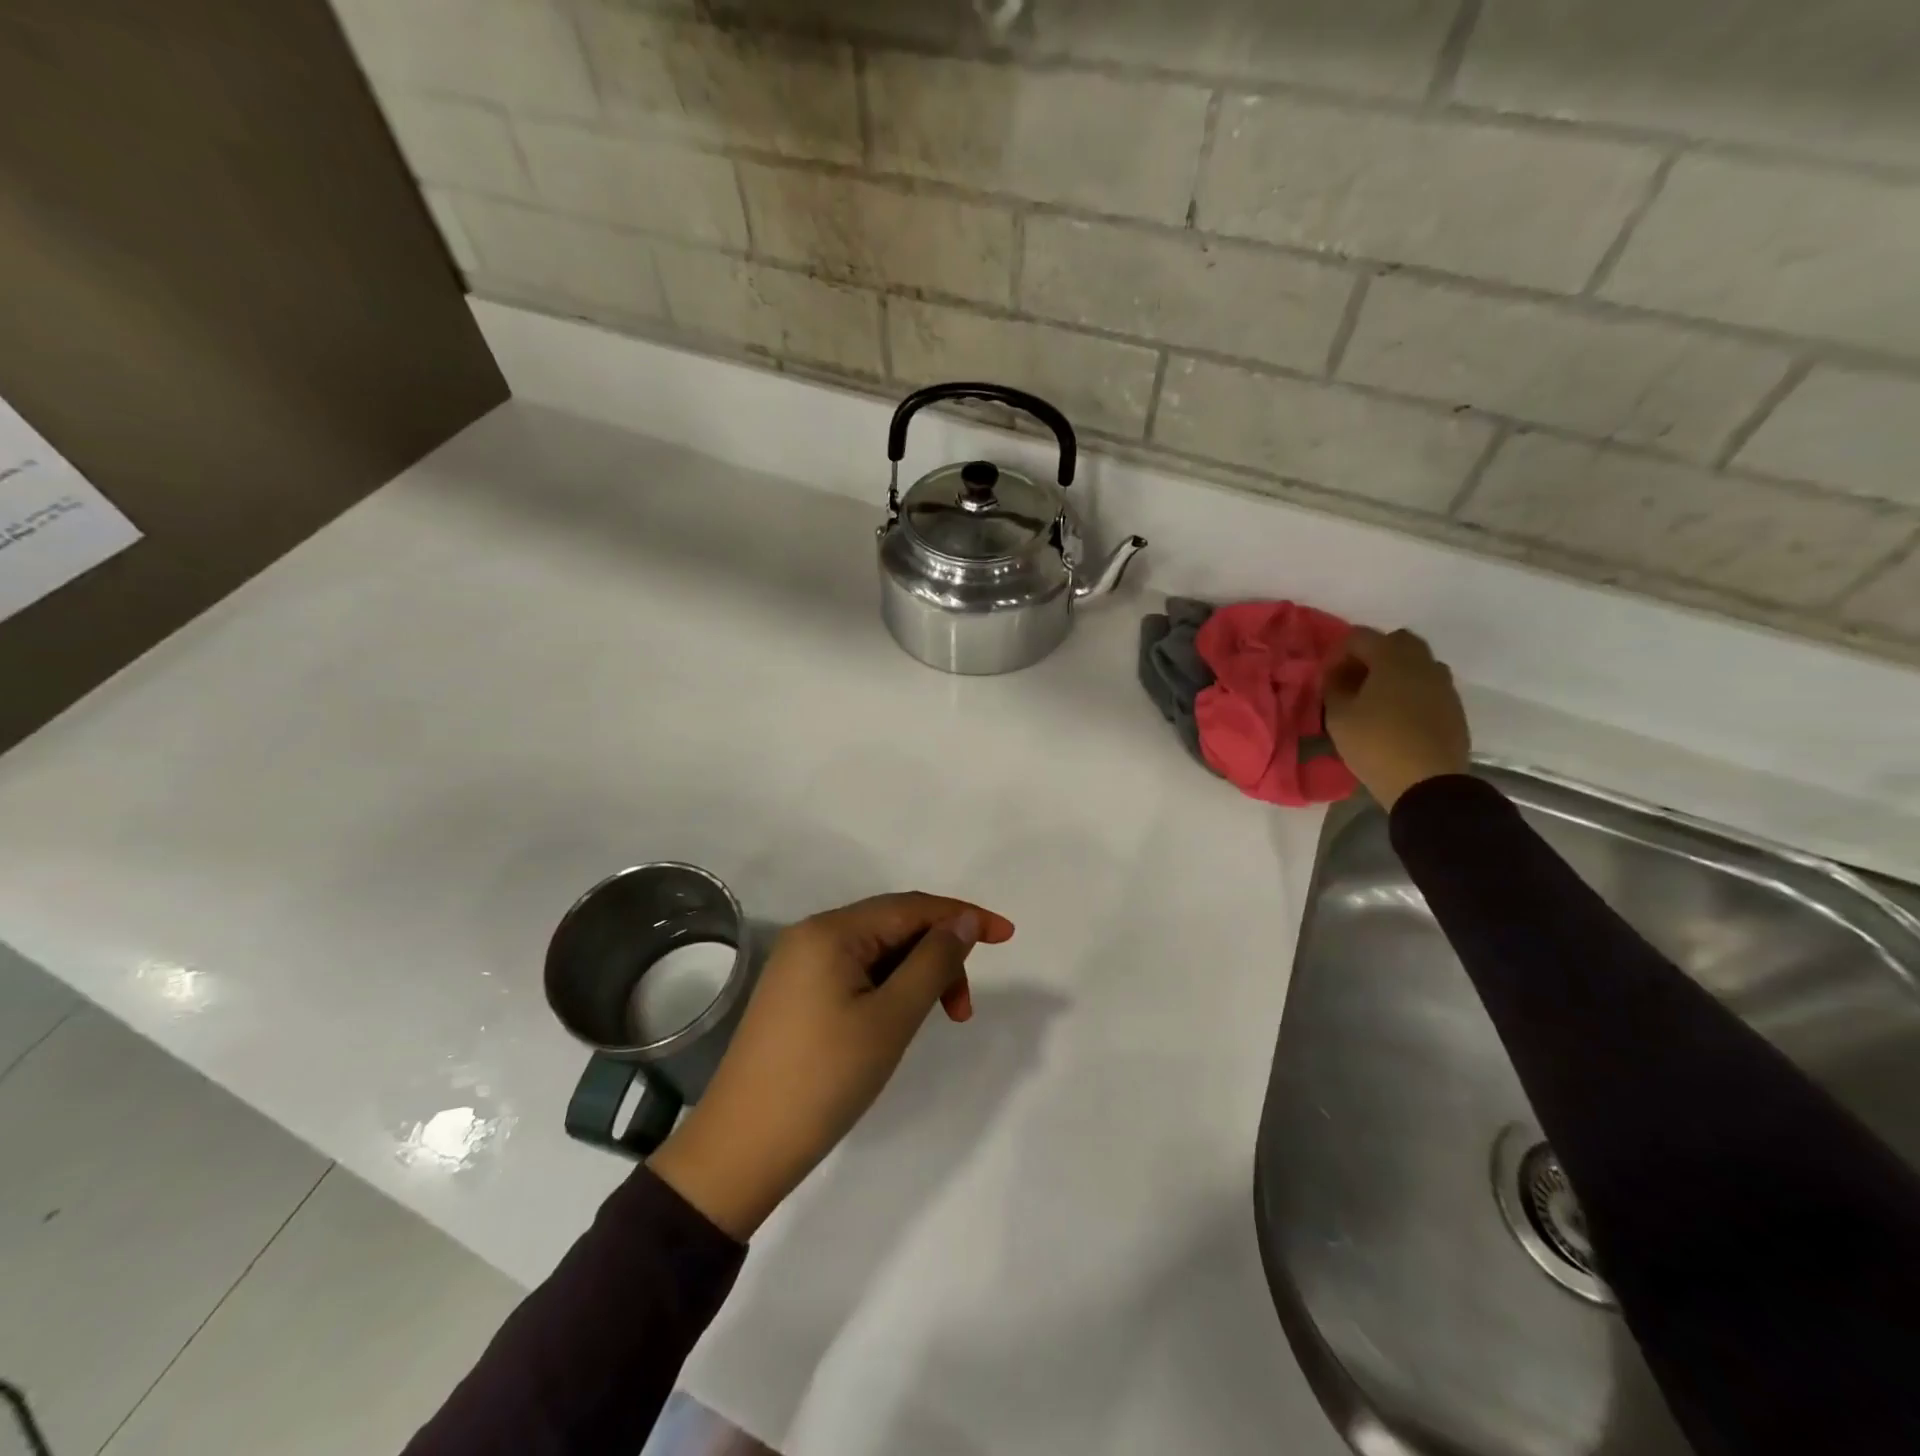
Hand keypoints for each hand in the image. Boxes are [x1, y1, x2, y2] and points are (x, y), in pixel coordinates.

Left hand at [647, 892, 1014, 1239]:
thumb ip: (934, 961)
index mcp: (831, 931)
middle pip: (894, 927)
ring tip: (937, 1019)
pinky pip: (856, 973)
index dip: (962, 915)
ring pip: (877, 953)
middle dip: (938, 955)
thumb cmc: (824, 1079)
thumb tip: (964, 919)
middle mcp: (812, 936)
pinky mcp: (796, 995)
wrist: (742, 1149)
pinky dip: (889, 989)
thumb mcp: (891, 1018)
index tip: (1008, 935)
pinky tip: (898, 1018)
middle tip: (962, 1009)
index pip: (911, 907)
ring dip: (916, 975)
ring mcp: (800, 966)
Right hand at [1323, 626, 1471, 809]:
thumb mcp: (1338, 717)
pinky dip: (1411, 691)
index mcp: (1391, 658)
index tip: (1327, 678)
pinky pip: (1429, 686)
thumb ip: (1333, 688)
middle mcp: (1422, 663)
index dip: (1338, 652)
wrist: (1428, 783)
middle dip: (1372, 654)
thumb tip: (1337, 675)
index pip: (1359, 636)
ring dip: (1395, 672)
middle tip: (1354, 681)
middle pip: (1396, 641)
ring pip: (1417, 663)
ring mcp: (1443, 684)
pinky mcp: (1454, 706)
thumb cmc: (1376, 744)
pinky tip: (1397, 716)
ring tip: (1376, 699)